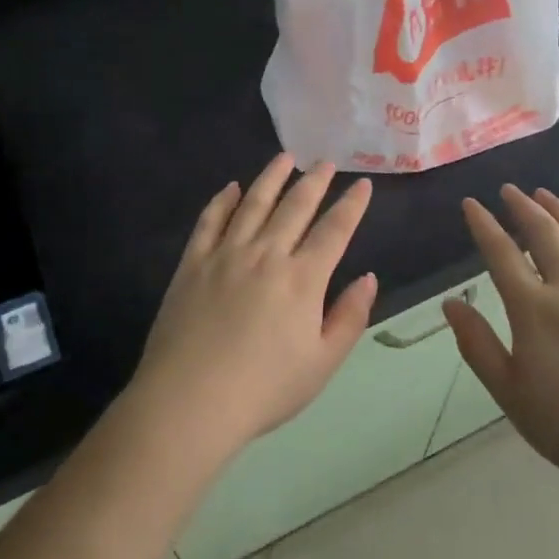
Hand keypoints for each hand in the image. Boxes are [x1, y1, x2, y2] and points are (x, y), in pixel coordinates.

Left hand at [130, 155, 377, 463]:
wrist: (190, 400)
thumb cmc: (264, 389)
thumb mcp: (322, 363)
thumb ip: (349, 317)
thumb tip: (368, 278)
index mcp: (302, 279)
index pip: (334, 231)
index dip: (352, 205)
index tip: (363, 184)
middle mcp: (266, 254)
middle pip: (295, 207)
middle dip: (314, 182)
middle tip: (325, 162)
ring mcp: (225, 254)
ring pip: (253, 203)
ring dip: (271, 178)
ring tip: (284, 158)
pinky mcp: (193, 263)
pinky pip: (210, 221)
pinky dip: (223, 200)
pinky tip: (232, 188)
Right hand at [443, 185, 558, 508]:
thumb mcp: (510, 393)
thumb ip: (477, 345)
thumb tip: (450, 303)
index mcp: (534, 311)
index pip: (501, 254)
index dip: (484, 225)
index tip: (471, 204)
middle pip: (545, 235)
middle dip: (523, 207)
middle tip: (509, 190)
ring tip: (546, 196)